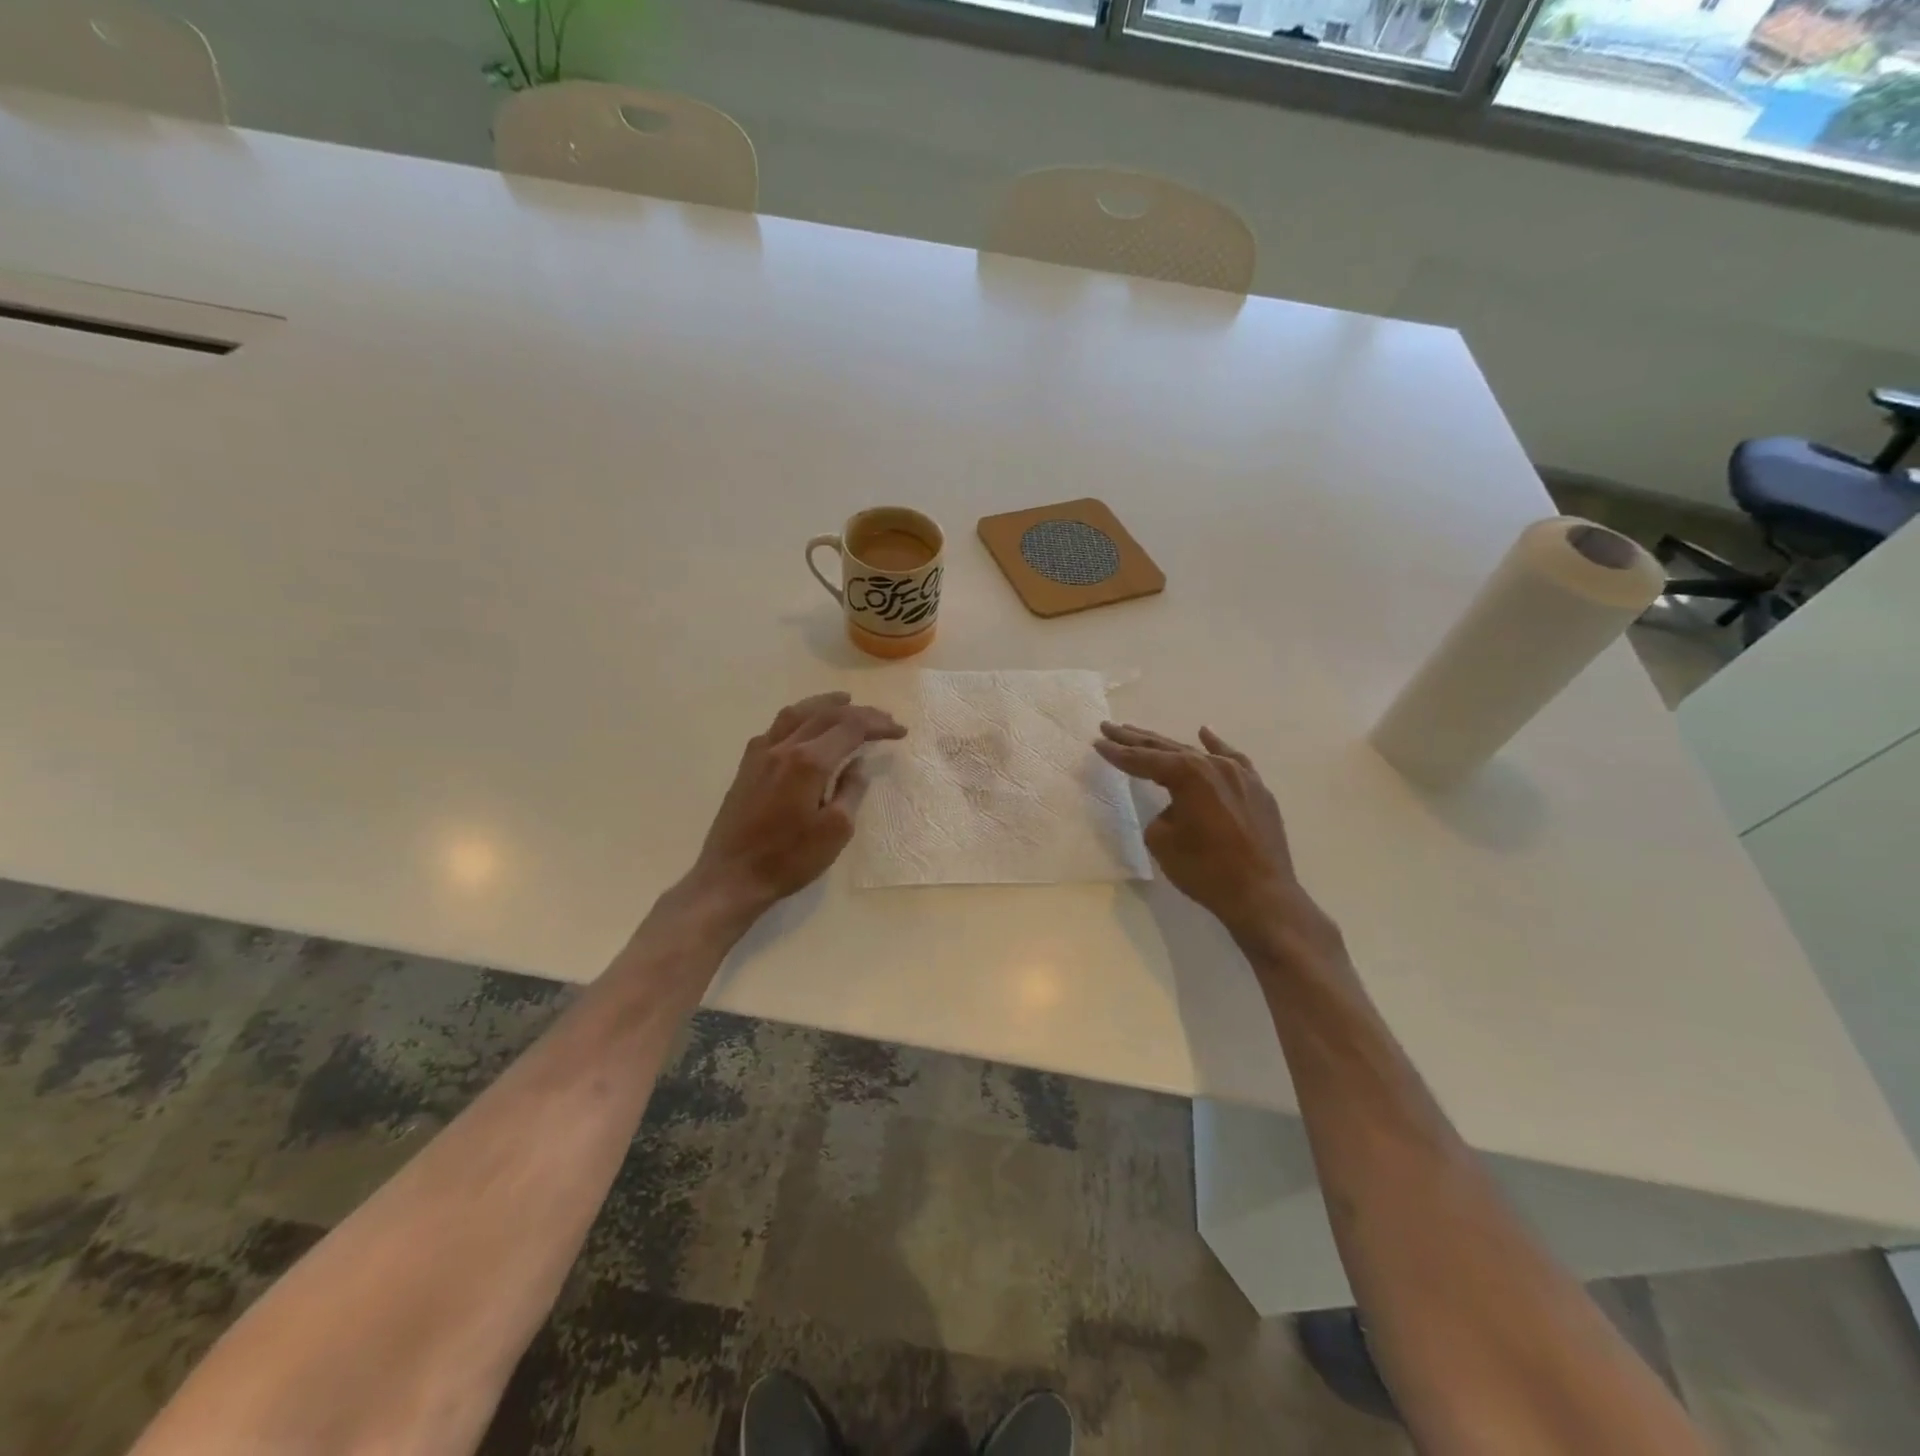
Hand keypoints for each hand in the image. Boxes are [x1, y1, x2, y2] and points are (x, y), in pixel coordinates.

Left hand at [683, 692, 905, 919]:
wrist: (731, 876)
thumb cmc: (789, 858)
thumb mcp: (836, 830)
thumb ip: (851, 790)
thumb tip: (858, 764)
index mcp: (809, 762)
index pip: (851, 728)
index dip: (878, 725)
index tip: (900, 732)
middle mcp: (784, 747)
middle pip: (826, 715)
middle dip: (859, 712)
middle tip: (883, 718)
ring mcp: (761, 753)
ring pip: (796, 713)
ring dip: (824, 704)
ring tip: (844, 701)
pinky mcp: (747, 766)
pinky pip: (775, 728)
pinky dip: (798, 719)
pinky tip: (804, 727)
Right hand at [1094, 722, 1342, 968]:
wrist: (1262, 895)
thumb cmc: (1206, 870)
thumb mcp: (1162, 842)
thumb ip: (1161, 815)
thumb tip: (1176, 810)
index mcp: (1188, 775)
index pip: (1144, 760)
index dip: (1118, 753)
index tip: (1097, 742)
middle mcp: (1214, 766)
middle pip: (1167, 748)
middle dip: (1136, 740)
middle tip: (1111, 727)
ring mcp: (1239, 775)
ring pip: (1196, 753)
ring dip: (1168, 745)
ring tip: (1142, 734)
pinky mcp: (1256, 789)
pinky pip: (1232, 760)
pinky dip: (1215, 746)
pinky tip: (1205, 733)